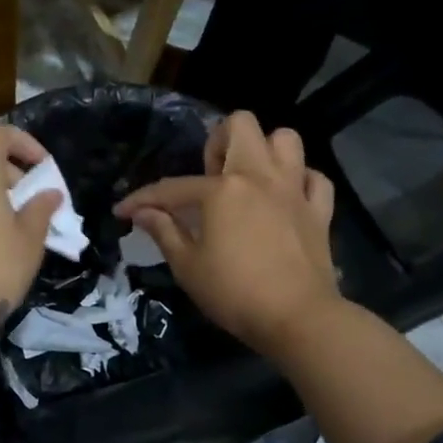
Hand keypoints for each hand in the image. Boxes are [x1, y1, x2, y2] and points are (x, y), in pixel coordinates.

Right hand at [115, 112, 340, 354]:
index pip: (172, 187)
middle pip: (241, 125)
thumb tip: (142, 212)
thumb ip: (163, 232)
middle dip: (219, 141)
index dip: (142, 199)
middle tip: (209, 177)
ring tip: (249, 179)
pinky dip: (301, 181)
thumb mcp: (187, 266)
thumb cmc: (234, 293)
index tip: (122, 211)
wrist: (298, 318)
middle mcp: (259, 176)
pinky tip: (285, 198)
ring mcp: (294, 190)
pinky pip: (315, 178)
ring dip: (265, 151)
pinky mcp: (319, 211)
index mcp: (222, 189)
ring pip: (285, 140)